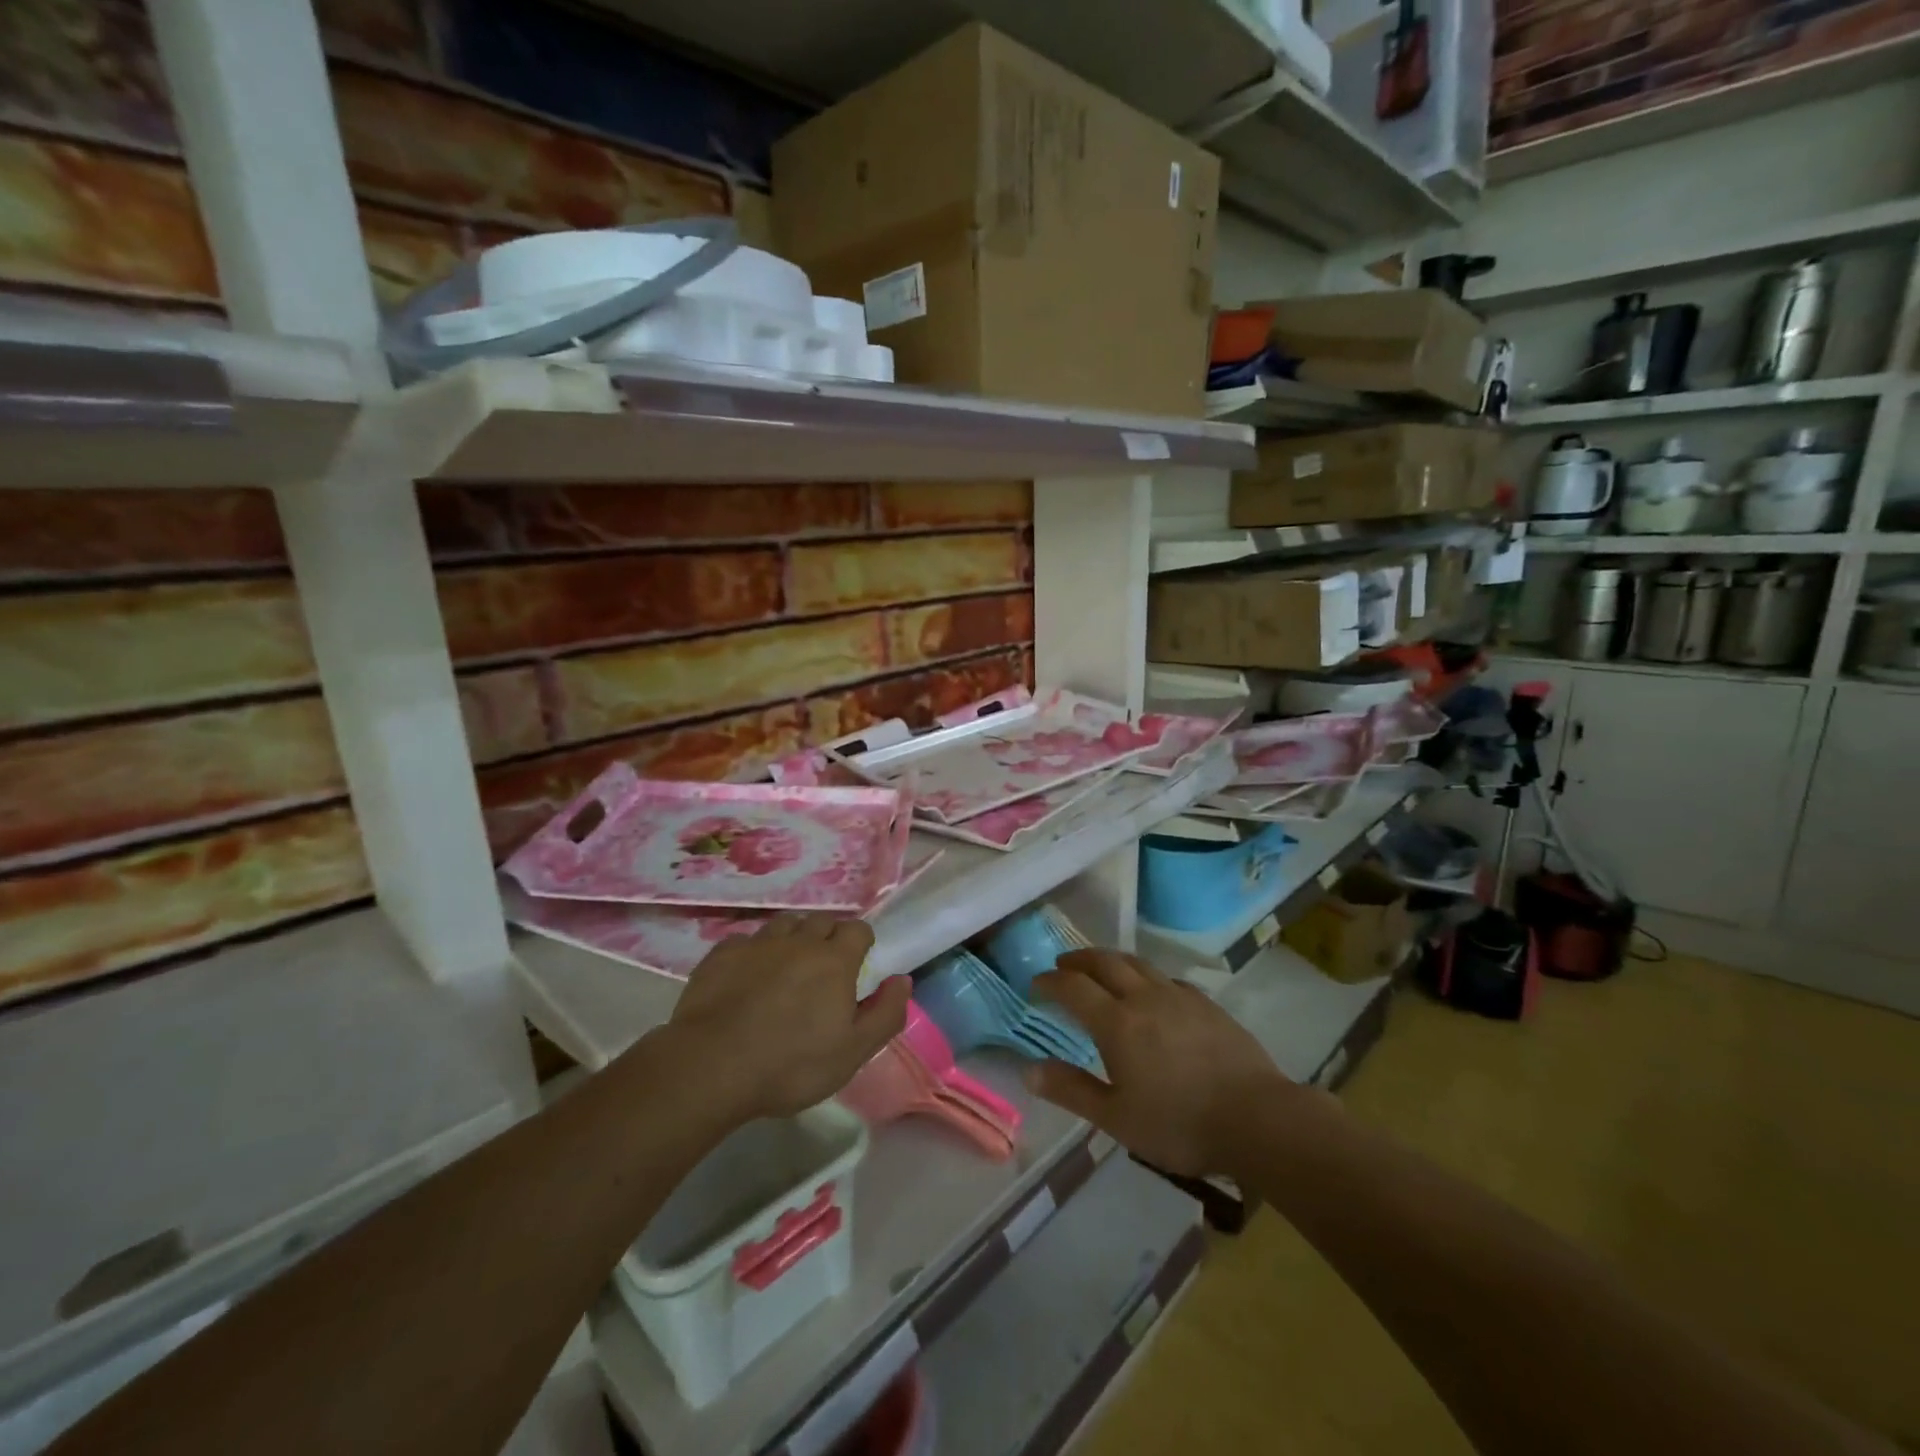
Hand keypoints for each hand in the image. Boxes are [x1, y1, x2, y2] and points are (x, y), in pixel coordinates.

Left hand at [666, 913, 909, 1121]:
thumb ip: (885, 1013)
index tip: (856, 967)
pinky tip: (747, 977)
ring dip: (792, 939)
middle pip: (821, 921)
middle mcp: (799, 940)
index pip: (858, 929)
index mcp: (834, 960)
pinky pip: (746, 941)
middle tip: (823, 970)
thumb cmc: (791, 1064)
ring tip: (787, 968)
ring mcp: (758, 944)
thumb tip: (902, 980)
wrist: (711, 1066)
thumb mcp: (853, 1052)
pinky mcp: (722, 954)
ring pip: (784, 925)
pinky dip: (754, 952)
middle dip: (827, 937)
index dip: (861, 944)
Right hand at [1030, 949, 1298, 1176]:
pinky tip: (1153, 991)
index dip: (1051, 982)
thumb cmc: (1179, 1124)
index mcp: (1116, 1023)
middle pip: (1105, 963)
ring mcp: (1179, 997)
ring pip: (1138, 964)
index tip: (1036, 982)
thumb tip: (1028, 1071)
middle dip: (1079, 960)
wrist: (1257, 1118)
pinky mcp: (1207, 1004)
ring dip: (1112, 960)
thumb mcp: (1116, 1118)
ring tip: (1101, 966)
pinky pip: (1168, 978)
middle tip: (1063, 963)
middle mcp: (1144, 998)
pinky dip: (1148, 977)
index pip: (1073, 988)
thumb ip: (1072, 1090)